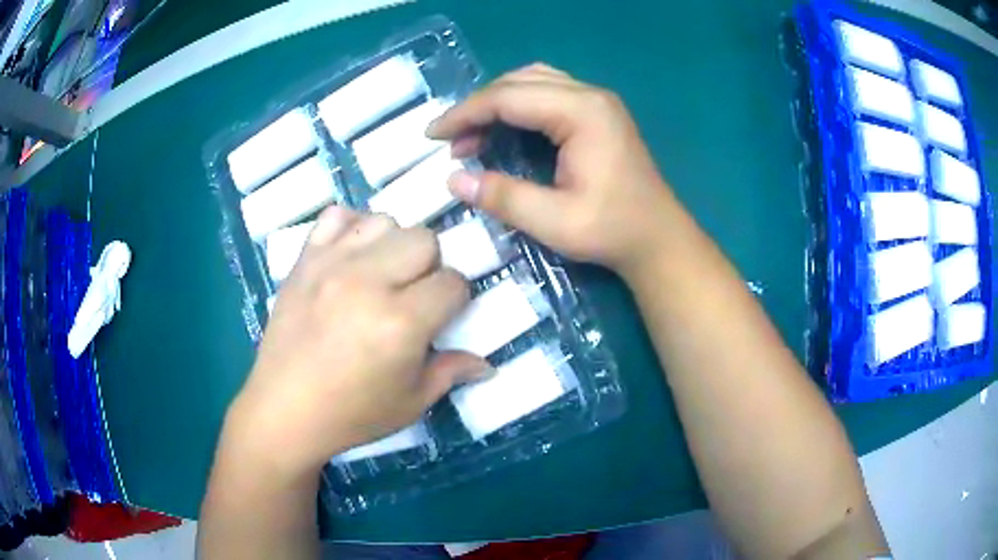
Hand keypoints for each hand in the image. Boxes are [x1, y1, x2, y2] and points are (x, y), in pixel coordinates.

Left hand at [227, 208, 485, 477]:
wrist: (284, 409)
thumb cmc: (352, 414)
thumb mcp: (411, 402)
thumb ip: (452, 372)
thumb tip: (488, 364)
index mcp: (401, 323)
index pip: (453, 282)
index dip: (456, 298)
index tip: (442, 315)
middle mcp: (368, 282)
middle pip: (424, 239)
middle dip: (429, 266)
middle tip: (411, 295)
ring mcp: (331, 264)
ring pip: (384, 221)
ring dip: (393, 245)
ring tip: (380, 274)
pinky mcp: (304, 260)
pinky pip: (335, 216)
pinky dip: (350, 227)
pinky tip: (350, 257)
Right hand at [428, 63, 679, 277]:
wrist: (658, 238)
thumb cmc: (612, 231)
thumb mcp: (554, 222)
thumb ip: (503, 197)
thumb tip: (454, 180)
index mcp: (582, 112)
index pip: (508, 97)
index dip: (465, 114)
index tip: (433, 135)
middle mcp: (589, 95)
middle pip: (518, 82)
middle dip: (477, 107)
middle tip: (450, 140)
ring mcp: (597, 101)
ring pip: (532, 81)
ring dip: (497, 101)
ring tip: (472, 134)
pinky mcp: (598, 112)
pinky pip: (548, 92)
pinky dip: (518, 105)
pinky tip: (504, 128)